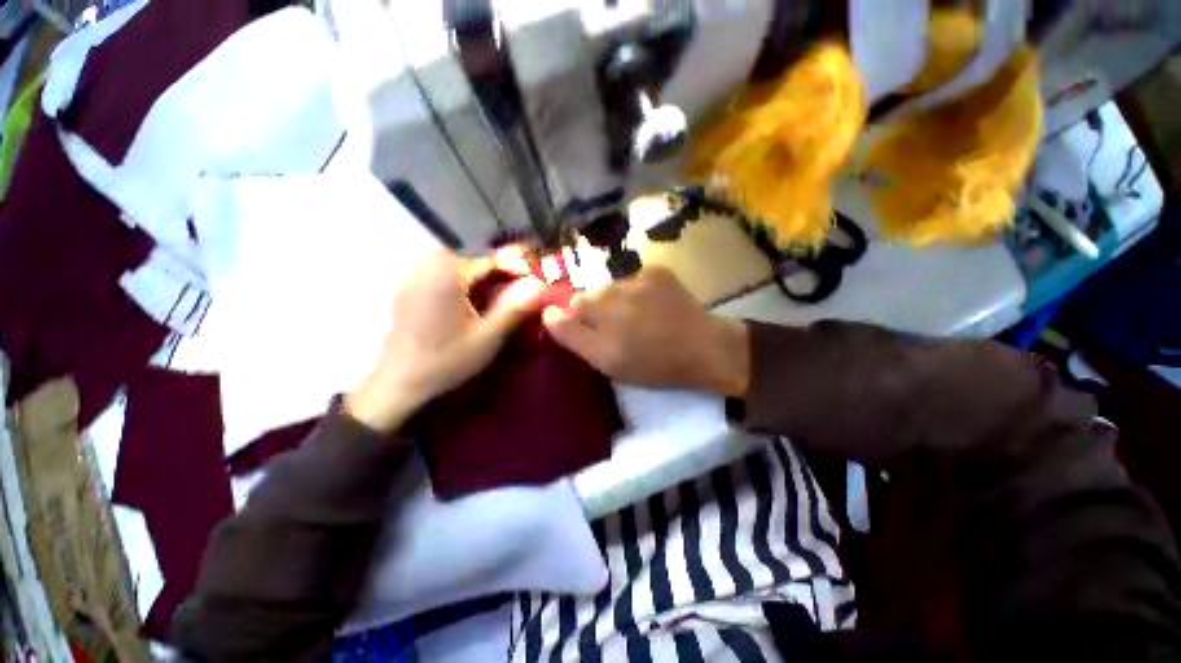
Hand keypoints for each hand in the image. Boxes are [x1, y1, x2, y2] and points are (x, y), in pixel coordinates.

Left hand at [346, 249, 545, 432]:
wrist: (399, 381)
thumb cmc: (446, 360)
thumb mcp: (488, 337)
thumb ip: (515, 307)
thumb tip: (542, 284)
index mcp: (447, 271)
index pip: (494, 258)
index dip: (520, 268)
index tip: (540, 280)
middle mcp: (428, 262)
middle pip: (479, 258)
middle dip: (505, 272)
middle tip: (525, 291)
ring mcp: (417, 271)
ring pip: (465, 265)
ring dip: (488, 277)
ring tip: (506, 297)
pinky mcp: (413, 283)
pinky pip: (449, 272)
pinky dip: (469, 281)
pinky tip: (478, 301)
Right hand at [542, 267, 749, 396]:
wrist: (704, 348)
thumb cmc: (654, 365)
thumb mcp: (609, 364)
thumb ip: (574, 338)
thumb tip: (549, 312)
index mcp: (601, 327)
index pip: (570, 308)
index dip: (578, 320)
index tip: (594, 331)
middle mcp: (615, 300)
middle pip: (588, 295)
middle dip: (596, 310)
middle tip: (618, 326)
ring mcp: (637, 281)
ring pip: (609, 286)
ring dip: (615, 299)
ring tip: (637, 315)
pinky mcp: (657, 271)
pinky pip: (632, 277)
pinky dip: (636, 290)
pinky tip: (651, 304)